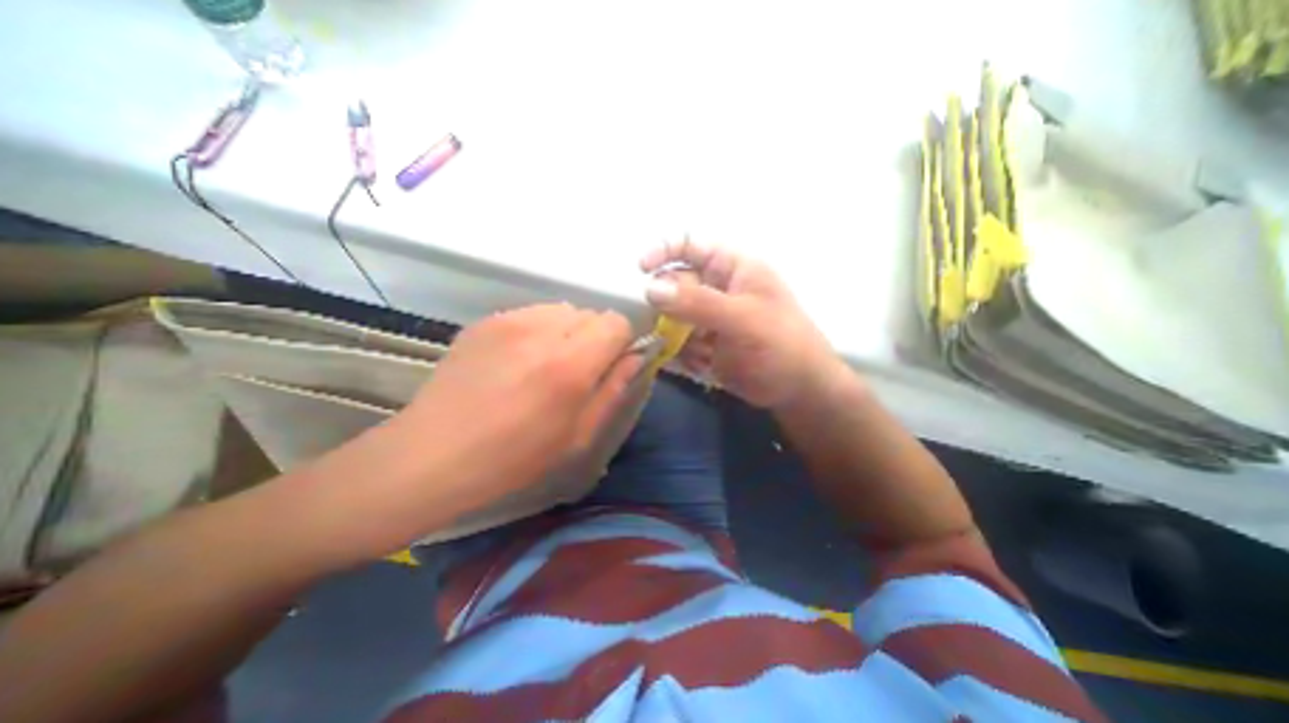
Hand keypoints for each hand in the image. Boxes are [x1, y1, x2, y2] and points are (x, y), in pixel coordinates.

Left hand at [406, 304, 639, 506]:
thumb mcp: (578, 434)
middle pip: (590, 313)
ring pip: (562, 309)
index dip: (620, 341)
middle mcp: (543, 331)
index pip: (616, 322)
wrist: (434, 454)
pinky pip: (531, 313)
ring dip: (566, 331)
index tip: (610, 364)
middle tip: (576, 370)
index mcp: (571, 364)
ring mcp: (509, 321)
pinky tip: (518, 360)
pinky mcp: (485, 321)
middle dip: (594, 337)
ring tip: (545, 364)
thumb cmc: (515, 456)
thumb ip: (614, 389)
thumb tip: (636, 357)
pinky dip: (538, 330)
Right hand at [641, 241, 847, 408]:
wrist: (797, 388)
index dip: (665, 251)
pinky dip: (684, 353)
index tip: (641, 269)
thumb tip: (651, 288)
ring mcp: (708, 318)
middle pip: (675, 284)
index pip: (691, 246)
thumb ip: (697, 302)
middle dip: (666, 304)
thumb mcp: (741, 318)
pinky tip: (705, 364)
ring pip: (673, 316)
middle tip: (667, 325)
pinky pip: (679, 342)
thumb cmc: (780, 343)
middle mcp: (716, 289)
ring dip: (674, 333)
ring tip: (695, 350)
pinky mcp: (704, 343)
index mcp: (731, 269)